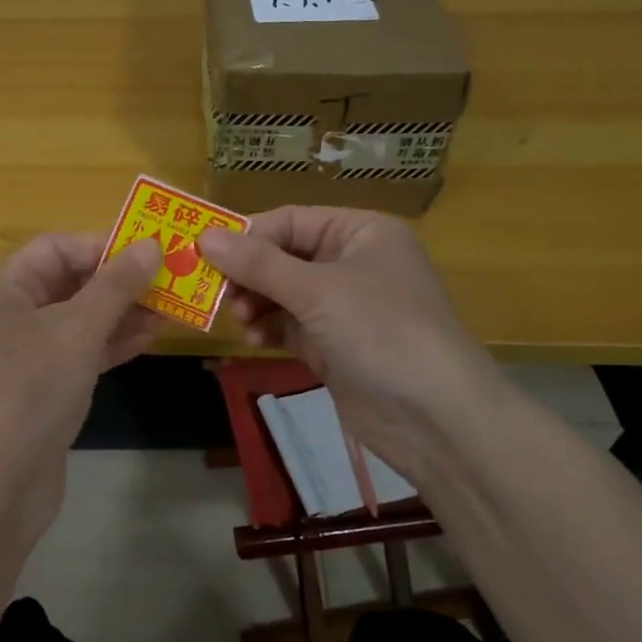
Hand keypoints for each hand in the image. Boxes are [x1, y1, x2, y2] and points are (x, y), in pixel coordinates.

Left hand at [0, 233, 162, 534]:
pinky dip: (113, 341)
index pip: (57, 248)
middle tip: (172, 277)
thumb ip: (116, 285)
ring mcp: (26, 352)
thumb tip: (151, 245)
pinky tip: (152, 335)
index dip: (103, 245)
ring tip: (173, 305)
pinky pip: (82, 350)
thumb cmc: (31, 388)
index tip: (151, 250)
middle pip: (70, 281)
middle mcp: (10, 312)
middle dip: (120, 280)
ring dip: (123, 311)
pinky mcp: (43, 386)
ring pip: (81, 318)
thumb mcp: (77, 328)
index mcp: (4, 286)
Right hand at [198, 207, 509, 470]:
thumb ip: (258, 264)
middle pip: (283, 257)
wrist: (437, 420)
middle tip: (216, 293)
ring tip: (239, 320)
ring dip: (255, 303)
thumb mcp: (317, 291)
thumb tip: (204, 236)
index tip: (205, 254)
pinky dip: (267, 327)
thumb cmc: (382, 332)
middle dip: (249, 275)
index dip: (248, 236)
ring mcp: (344, 307)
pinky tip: (252, 339)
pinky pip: (289, 324)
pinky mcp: (334, 345)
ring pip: (282, 293)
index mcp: (361, 233)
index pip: (291, 221)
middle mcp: (353, 263)